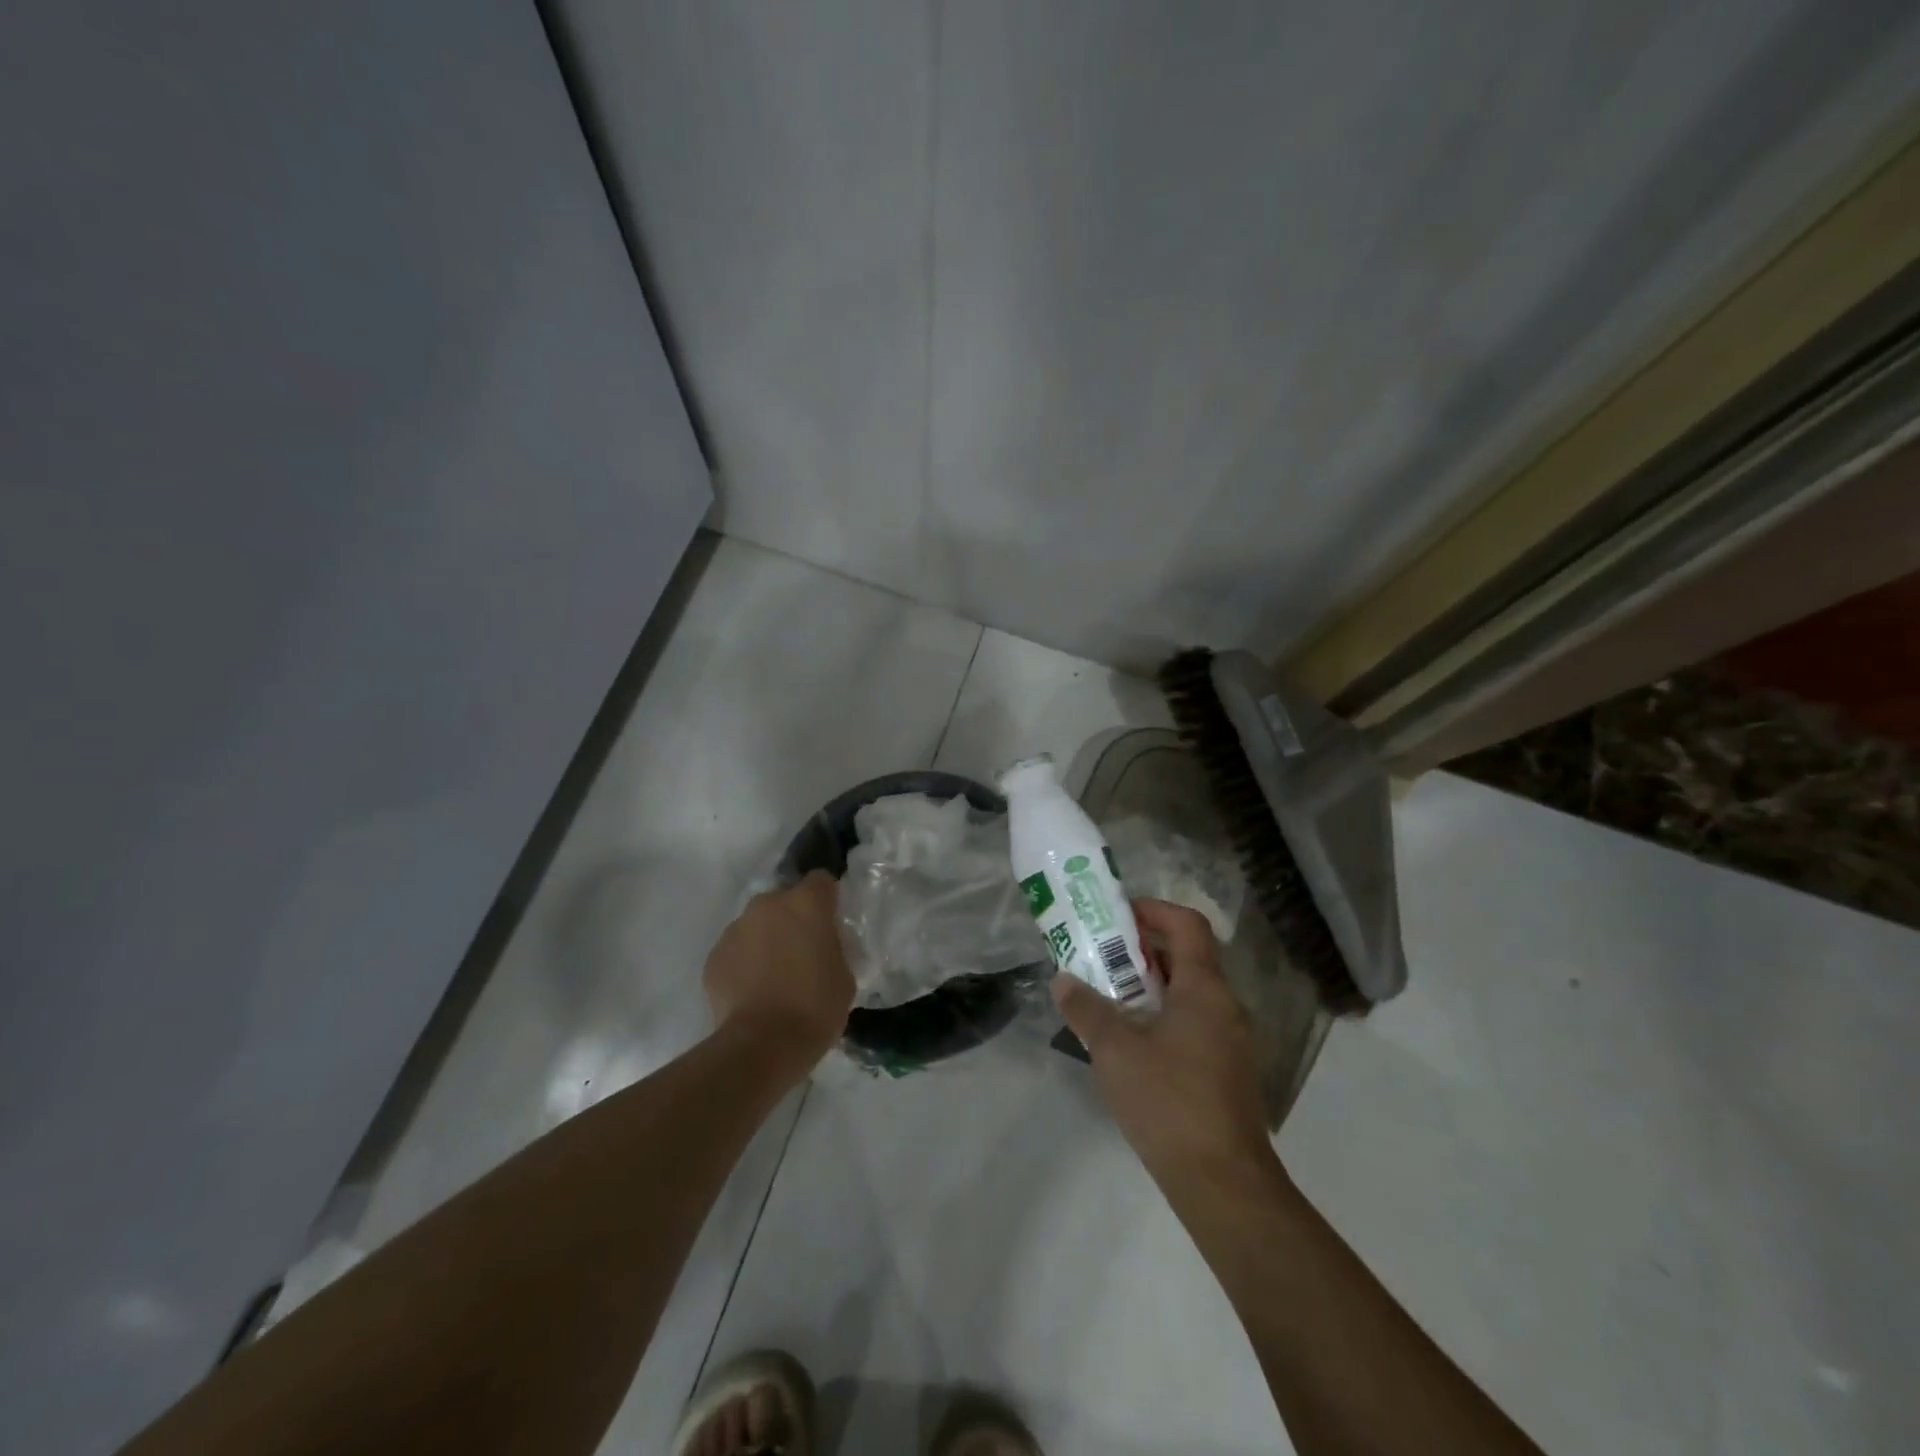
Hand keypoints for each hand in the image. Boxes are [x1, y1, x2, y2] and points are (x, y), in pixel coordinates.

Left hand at [703, 871, 853, 1078]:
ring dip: (766, 940)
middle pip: (784, 901)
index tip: (831, 922)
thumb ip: (832, 947)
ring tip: (773, 976)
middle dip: (793, 920)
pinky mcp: (713, 955)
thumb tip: (822, 945)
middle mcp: (767, 905)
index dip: (827, 899)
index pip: (821, 880)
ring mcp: (736, 928)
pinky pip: (736, 950)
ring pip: (757, 925)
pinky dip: (744, 963)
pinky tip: (752, 992)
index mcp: (805, 903)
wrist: (761, 1045)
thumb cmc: (815, 1007)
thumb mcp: (844, 974)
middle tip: (802, 952)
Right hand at [1052, 897, 1272, 1180]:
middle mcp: (1225, 1006)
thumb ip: (1086, 1010)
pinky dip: (1162, 1017)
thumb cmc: (1169, 1101)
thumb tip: (1063, 980)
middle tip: (1102, 957)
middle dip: (1142, 950)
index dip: (1154, 910)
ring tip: (1108, 998)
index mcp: (1205, 989)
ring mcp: (1231, 1041)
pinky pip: (1193, 1024)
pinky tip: (1131, 1045)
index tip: (1117, 916)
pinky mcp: (1226, 1072)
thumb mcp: (1115, 1051)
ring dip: (1150, 987)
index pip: (1188, 924)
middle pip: (1187, 957)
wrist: (1223, 1183)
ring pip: (1189, 994)